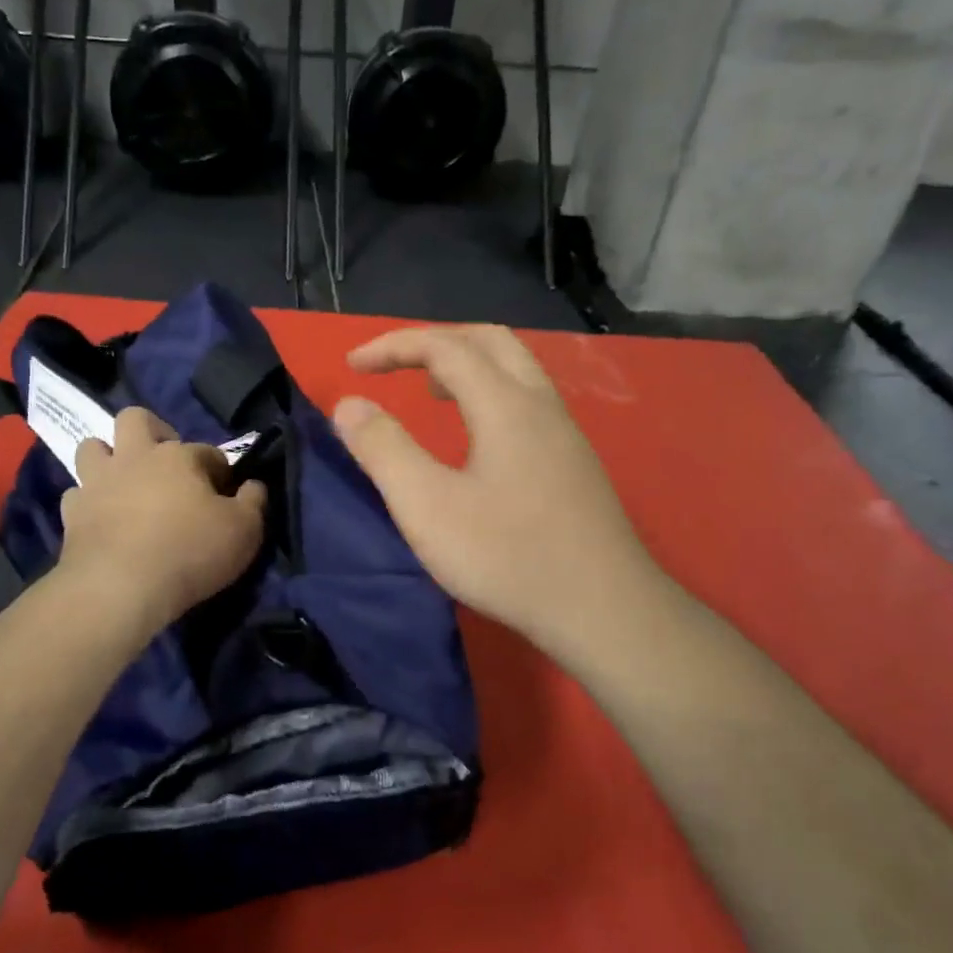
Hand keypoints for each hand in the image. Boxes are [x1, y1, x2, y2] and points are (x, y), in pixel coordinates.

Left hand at [58, 407, 267, 632]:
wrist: (120, 589)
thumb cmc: (189, 552)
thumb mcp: (244, 531)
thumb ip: (253, 502)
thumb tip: (253, 486)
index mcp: (178, 456)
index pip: (207, 451)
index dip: (219, 471)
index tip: (226, 495)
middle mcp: (134, 456)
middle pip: (135, 419)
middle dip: (151, 431)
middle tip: (165, 462)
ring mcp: (97, 483)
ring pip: (92, 447)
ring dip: (107, 458)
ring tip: (124, 483)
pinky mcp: (71, 513)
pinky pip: (76, 495)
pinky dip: (88, 502)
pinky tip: (101, 518)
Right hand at [332, 325, 664, 658]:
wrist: (604, 611)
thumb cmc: (508, 556)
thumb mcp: (427, 506)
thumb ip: (383, 450)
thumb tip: (349, 405)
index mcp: (505, 404)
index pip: (444, 346)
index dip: (393, 346)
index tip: (352, 367)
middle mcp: (540, 405)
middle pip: (488, 340)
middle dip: (434, 343)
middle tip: (396, 368)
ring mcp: (565, 434)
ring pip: (515, 369)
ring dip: (466, 366)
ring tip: (430, 393)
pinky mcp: (574, 464)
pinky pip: (527, 401)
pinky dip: (489, 394)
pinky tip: (475, 439)